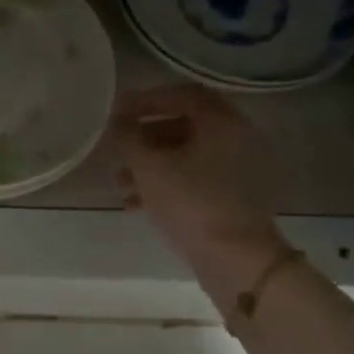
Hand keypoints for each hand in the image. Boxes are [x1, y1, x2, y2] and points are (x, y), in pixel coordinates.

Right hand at [111, 85, 287, 294]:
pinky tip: (136, 204)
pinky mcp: (233, 196)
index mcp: (222, 122)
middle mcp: (236, 138)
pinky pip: (194, 179)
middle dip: (144, 138)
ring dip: (150, 165)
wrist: (235, 258)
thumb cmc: (191, 203)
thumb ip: (128, 138)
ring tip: (120, 184)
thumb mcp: (149, 168)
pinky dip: (165, 184)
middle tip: (117, 150)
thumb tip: (116, 120)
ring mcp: (237, 169)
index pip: (182, 95)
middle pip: (183, 126)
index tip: (117, 112)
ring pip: (185, 156)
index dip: (147, 99)